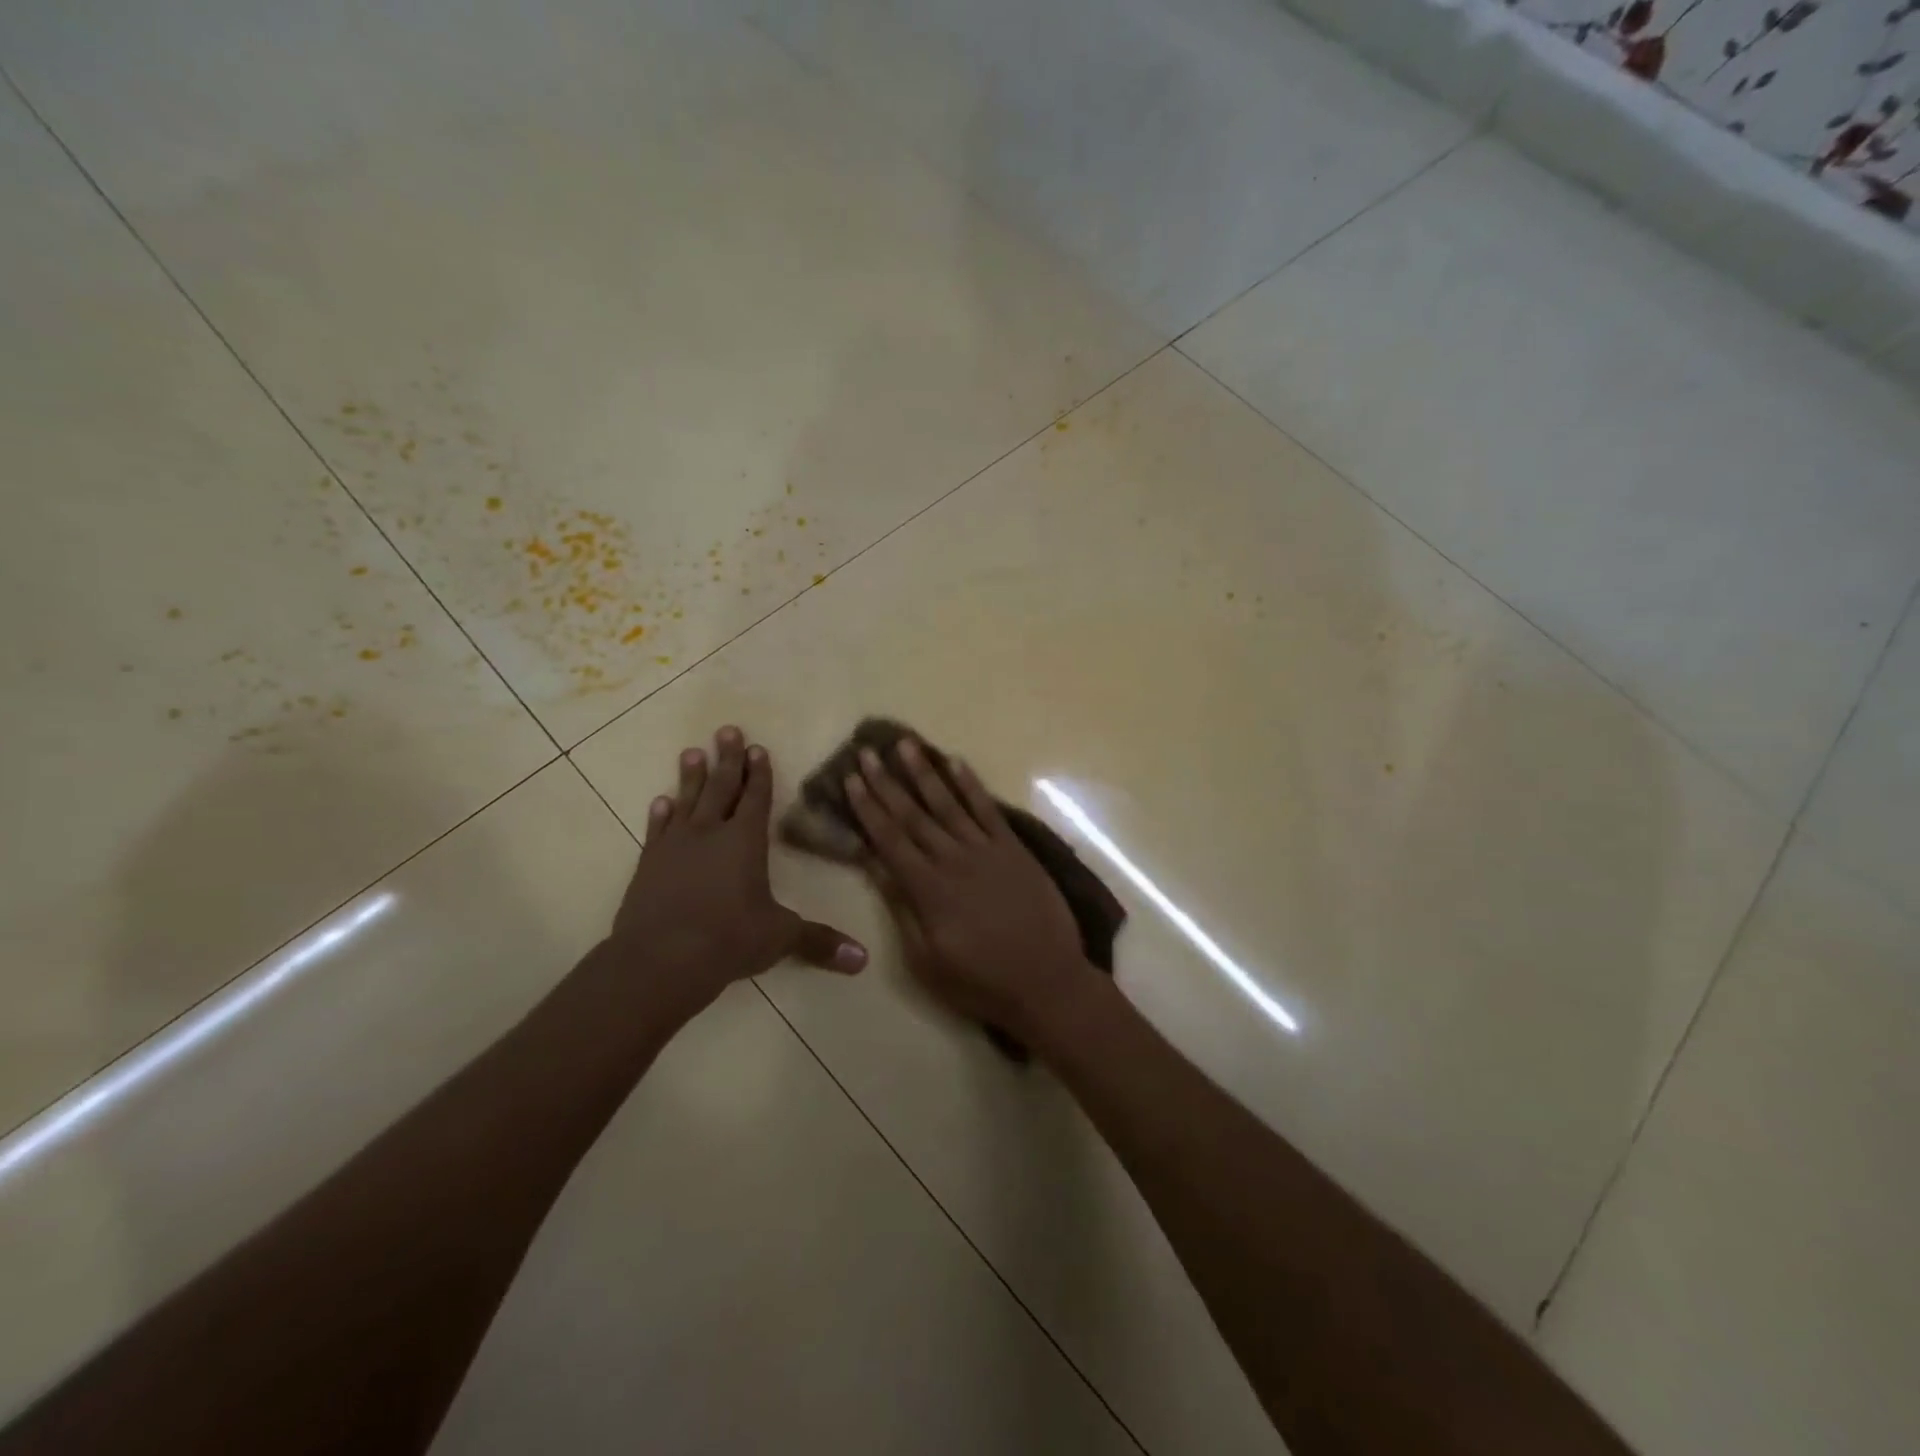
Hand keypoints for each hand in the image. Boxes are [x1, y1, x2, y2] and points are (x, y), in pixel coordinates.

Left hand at [611, 726, 866, 1019]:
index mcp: (745, 841)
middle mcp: (710, 833)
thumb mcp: (779, 938)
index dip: (760, 773)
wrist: (659, 960)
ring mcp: (675, 847)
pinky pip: (657, 830)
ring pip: (686, 801)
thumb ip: (820, 942)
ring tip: (693, 752)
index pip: (756, 798)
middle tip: (726, 730)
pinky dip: (660, 814)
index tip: (758, 748)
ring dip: (691, 777)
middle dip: (728, 759)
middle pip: (721, 788)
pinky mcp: (649, 864)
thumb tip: (863, 960)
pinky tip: (661, 802)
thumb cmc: (727, 940)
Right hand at [844, 738, 1094, 1047]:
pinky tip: (955, 762)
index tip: (851, 779)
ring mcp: (986, 850)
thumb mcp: (926, 959)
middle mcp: (953, 859)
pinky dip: (970, 785)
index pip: (889, 839)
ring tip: (905, 744)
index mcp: (928, 888)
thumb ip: (901, 907)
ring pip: (948, 803)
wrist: (1046, 981)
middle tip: (867, 751)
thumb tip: (875, 865)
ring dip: (924, 772)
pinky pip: (988, 809)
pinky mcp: (1014, 849)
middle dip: (887, 782)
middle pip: (913, 814)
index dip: (867, 808)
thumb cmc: (980, 980)